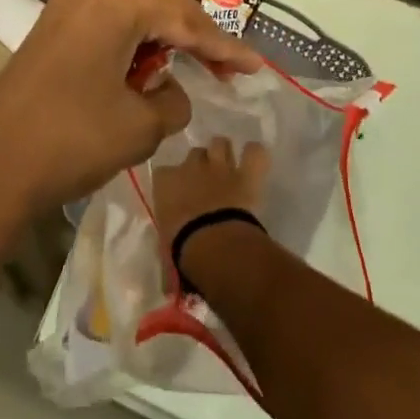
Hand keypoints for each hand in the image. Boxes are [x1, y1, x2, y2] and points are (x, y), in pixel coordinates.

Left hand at [0, 0, 262, 227]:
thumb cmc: (73, 138)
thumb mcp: (140, 126)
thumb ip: (172, 103)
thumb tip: (170, 91)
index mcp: (123, 1)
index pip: (189, 22)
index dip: (226, 49)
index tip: (256, 67)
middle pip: (162, 7)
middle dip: (196, 37)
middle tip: (227, 68)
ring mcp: (69, 0)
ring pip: (133, 11)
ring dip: (161, 37)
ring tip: (188, 66)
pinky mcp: (52, 21)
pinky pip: (106, 20)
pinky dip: (130, 39)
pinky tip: (143, 61)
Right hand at [151, 137, 270, 247]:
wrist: (213, 247)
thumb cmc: (181, 252)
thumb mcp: (165, 253)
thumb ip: (167, 249)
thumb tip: (169, 275)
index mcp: (166, 183)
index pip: (163, 173)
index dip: (172, 183)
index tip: (176, 197)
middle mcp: (191, 166)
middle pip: (195, 153)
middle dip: (200, 165)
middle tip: (206, 184)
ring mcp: (220, 167)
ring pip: (220, 143)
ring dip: (224, 154)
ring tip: (229, 169)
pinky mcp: (246, 174)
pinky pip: (255, 153)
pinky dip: (255, 156)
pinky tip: (254, 163)